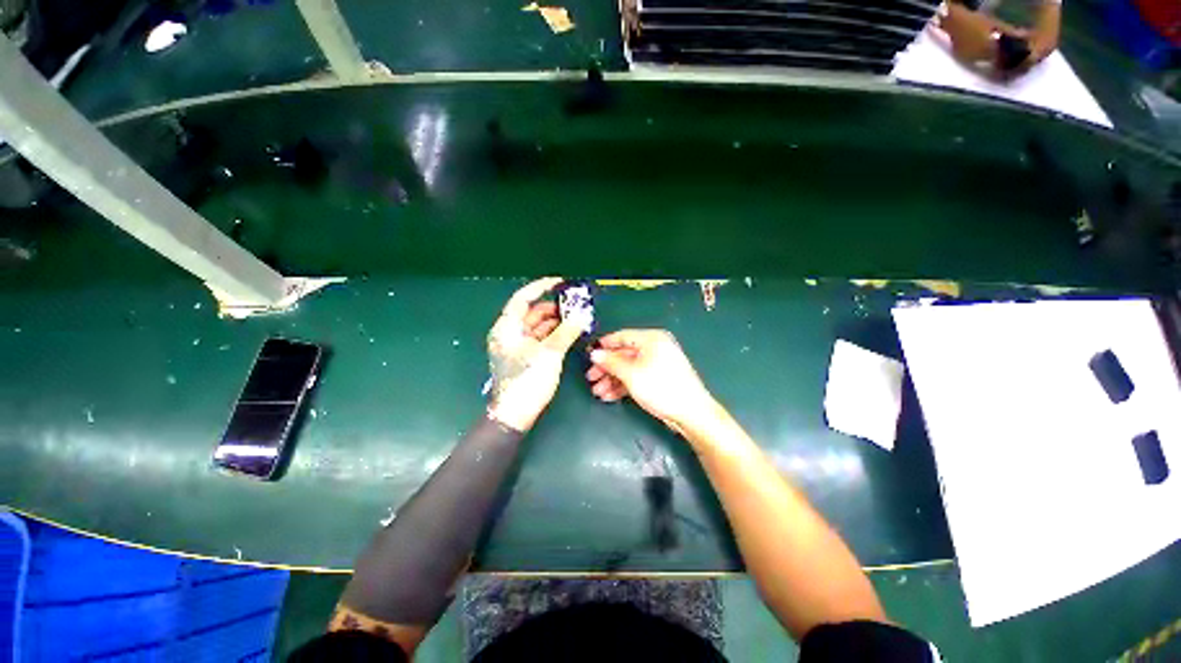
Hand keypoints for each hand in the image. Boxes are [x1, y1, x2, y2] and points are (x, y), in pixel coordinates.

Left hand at [486, 277, 583, 431]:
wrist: (516, 414)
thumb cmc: (527, 380)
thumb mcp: (549, 353)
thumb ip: (566, 332)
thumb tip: (581, 316)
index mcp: (507, 328)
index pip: (523, 298)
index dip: (541, 287)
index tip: (560, 282)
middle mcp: (509, 333)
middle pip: (531, 312)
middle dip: (552, 306)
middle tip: (573, 304)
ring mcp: (516, 345)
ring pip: (536, 325)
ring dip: (554, 321)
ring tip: (574, 317)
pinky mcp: (523, 356)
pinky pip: (539, 338)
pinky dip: (552, 333)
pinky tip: (567, 332)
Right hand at [585, 329, 715, 431]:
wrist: (691, 412)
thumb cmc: (660, 387)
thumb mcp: (631, 374)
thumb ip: (611, 362)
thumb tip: (594, 354)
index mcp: (651, 339)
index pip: (621, 336)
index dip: (604, 345)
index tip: (588, 355)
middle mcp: (655, 347)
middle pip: (624, 354)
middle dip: (606, 367)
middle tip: (590, 378)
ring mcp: (657, 364)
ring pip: (628, 367)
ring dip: (612, 379)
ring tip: (598, 392)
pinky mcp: (658, 378)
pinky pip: (636, 377)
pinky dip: (623, 385)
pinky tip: (610, 396)